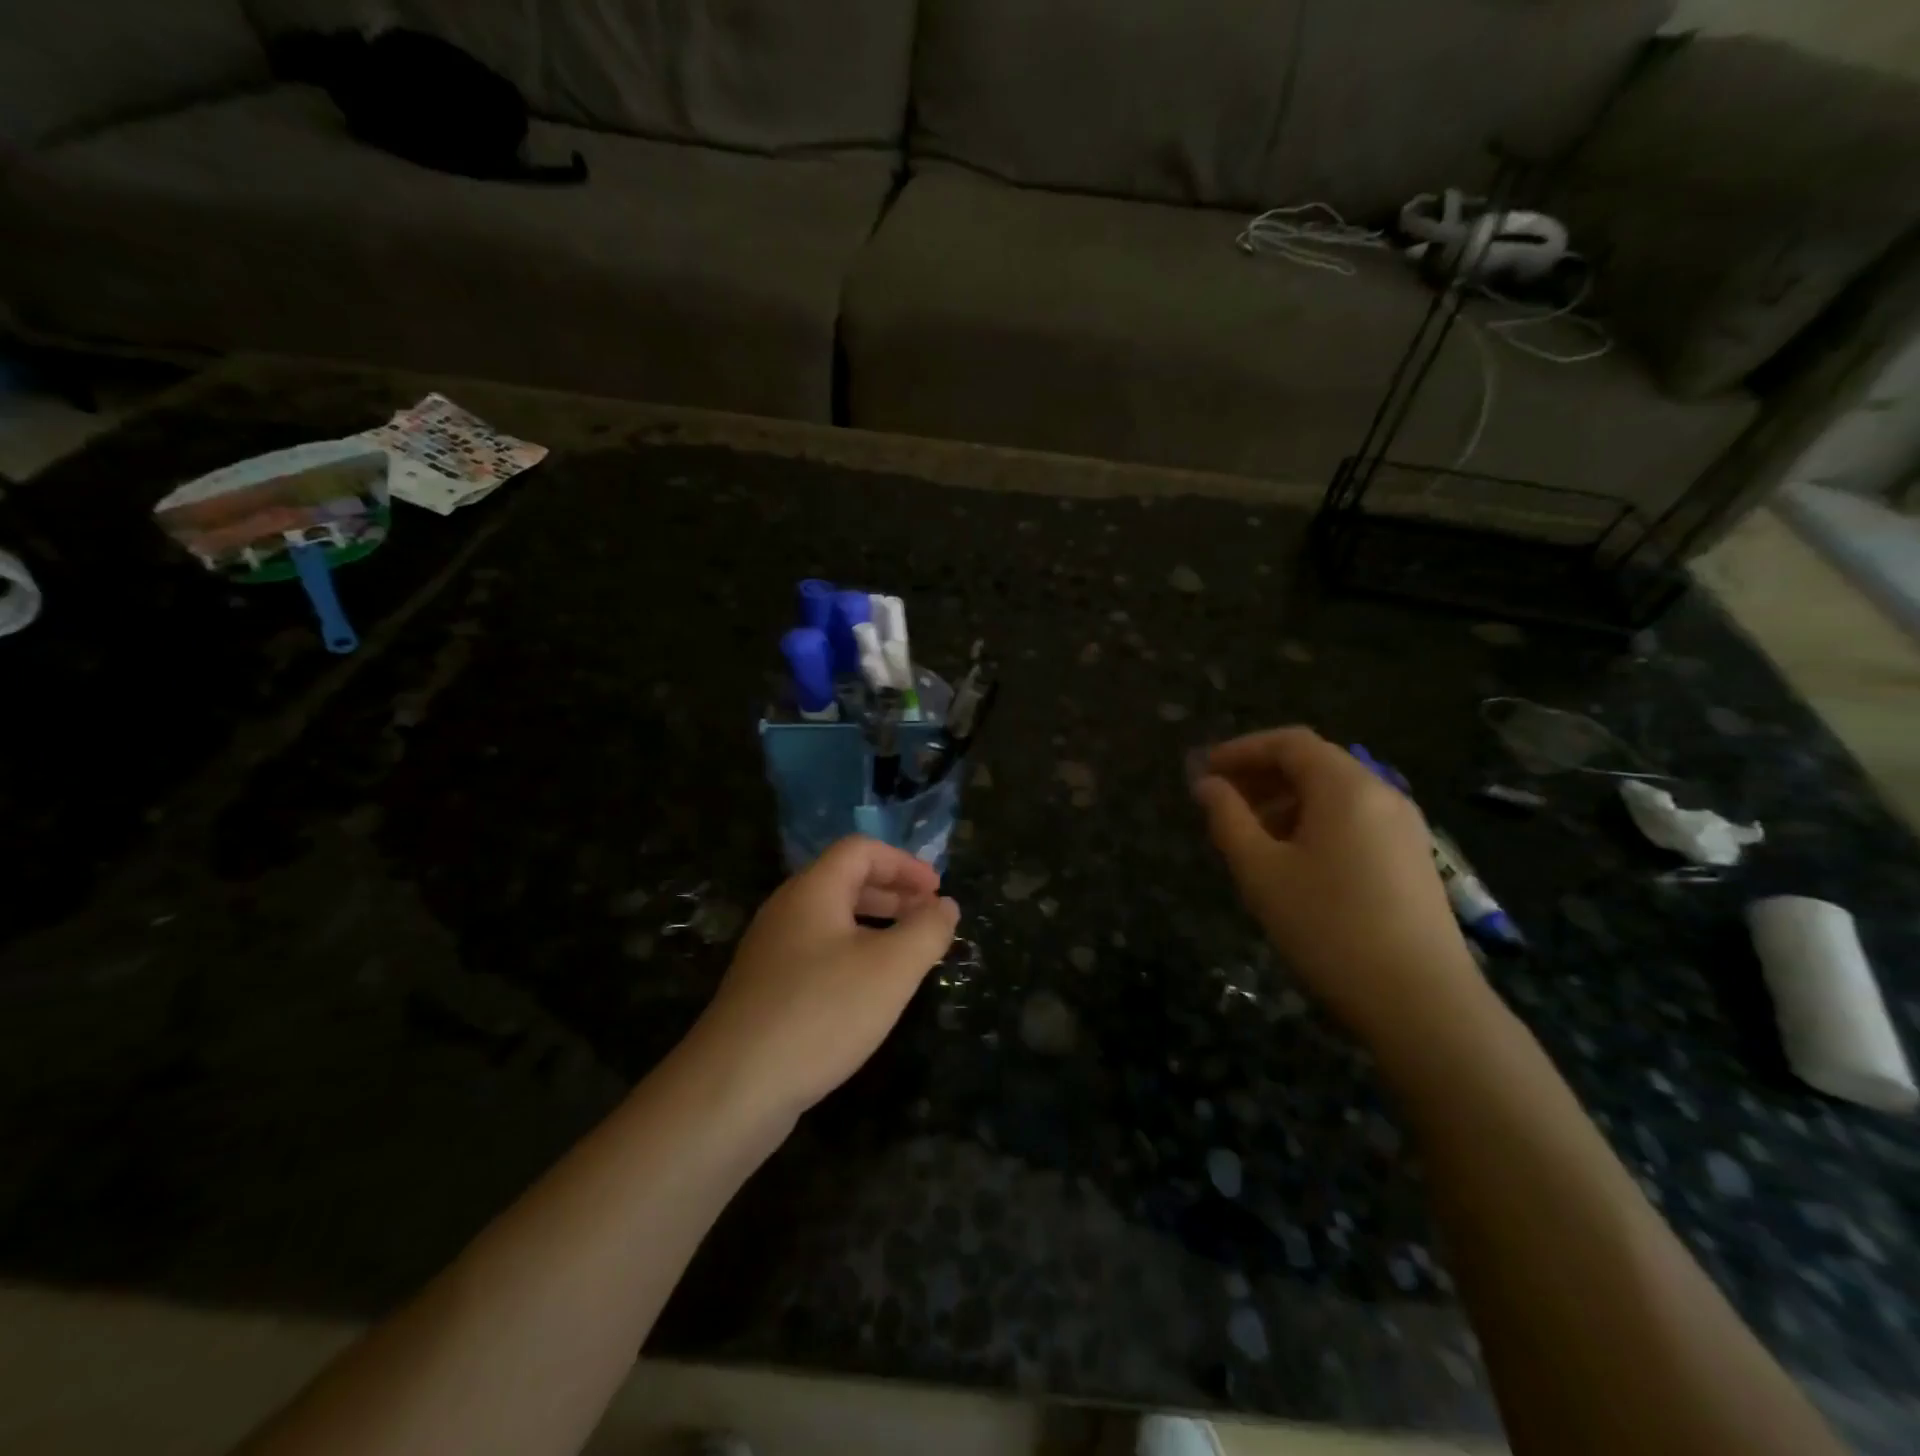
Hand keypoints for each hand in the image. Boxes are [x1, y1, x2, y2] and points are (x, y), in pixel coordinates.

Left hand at [686, 837, 959, 1120]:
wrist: (733, 1087)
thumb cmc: (822, 1012)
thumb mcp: (892, 968)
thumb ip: (927, 930)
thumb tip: (946, 905)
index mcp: (812, 890)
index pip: (861, 850)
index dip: (904, 863)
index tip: (937, 891)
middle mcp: (786, 911)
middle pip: (844, 881)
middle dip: (893, 893)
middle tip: (929, 917)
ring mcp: (770, 951)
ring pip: (831, 921)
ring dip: (875, 926)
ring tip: (907, 954)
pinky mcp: (764, 990)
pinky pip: (817, 953)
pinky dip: (852, 956)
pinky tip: (869, 992)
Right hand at [1192, 727, 1484, 1045]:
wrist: (1421, 1003)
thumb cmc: (1328, 927)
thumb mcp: (1261, 871)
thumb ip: (1228, 819)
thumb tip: (1207, 785)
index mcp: (1346, 787)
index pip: (1289, 743)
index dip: (1241, 749)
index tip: (1204, 770)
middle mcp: (1382, 794)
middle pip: (1315, 763)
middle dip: (1262, 774)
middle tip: (1220, 800)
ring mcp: (1404, 827)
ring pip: (1335, 794)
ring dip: (1286, 800)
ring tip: (1249, 832)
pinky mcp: (1412, 859)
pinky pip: (1355, 820)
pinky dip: (1315, 822)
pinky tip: (1292, 859)